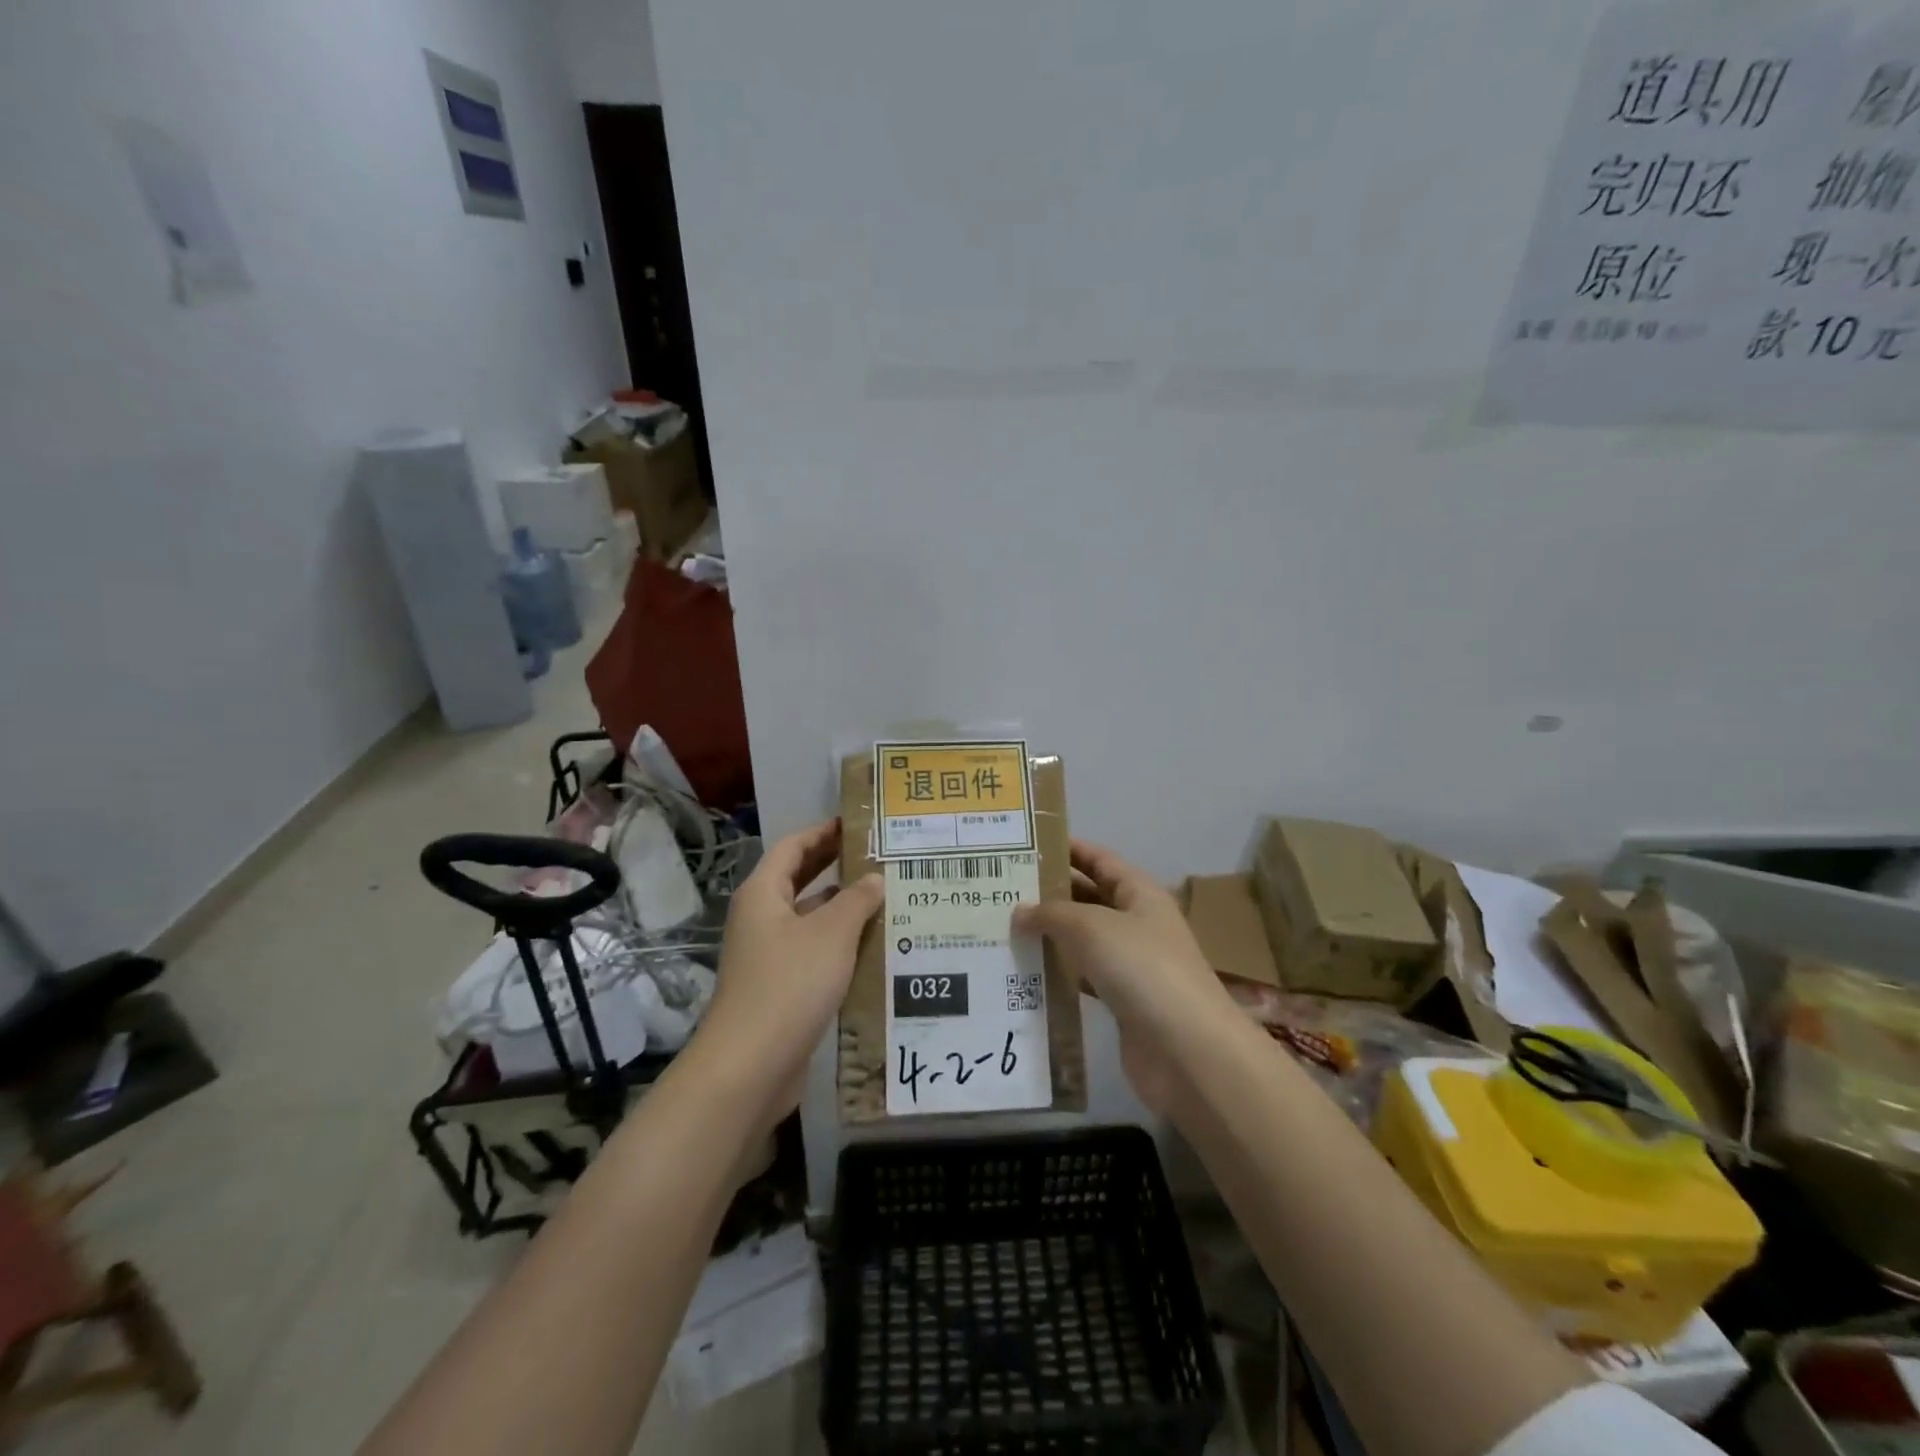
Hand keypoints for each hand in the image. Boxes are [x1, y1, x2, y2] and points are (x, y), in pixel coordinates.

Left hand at [697, 819, 882, 1121]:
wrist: (750, 1067)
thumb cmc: (789, 985)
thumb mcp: (831, 934)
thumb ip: (857, 900)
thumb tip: (874, 879)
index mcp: (763, 894)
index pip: (793, 846)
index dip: (823, 831)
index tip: (858, 823)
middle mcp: (762, 918)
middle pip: (800, 879)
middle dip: (836, 865)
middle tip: (879, 855)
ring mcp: (769, 954)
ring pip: (810, 918)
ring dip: (843, 907)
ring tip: (888, 898)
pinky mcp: (781, 986)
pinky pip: (814, 951)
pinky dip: (841, 943)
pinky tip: (875, 947)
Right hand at [1013, 839, 1241, 1109]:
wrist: (1186, 1050)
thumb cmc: (1142, 968)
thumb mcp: (1092, 927)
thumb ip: (1052, 913)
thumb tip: (1019, 912)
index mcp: (1140, 893)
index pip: (1099, 859)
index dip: (1067, 849)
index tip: (1025, 845)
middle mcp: (1137, 923)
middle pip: (1088, 898)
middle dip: (1050, 893)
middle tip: (1001, 890)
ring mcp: (1131, 963)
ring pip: (1082, 939)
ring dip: (1049, 935)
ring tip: (1003, 928)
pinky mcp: (1121, 1001)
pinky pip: (1082, 976)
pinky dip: (1057, 972)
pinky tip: (1024, 972)